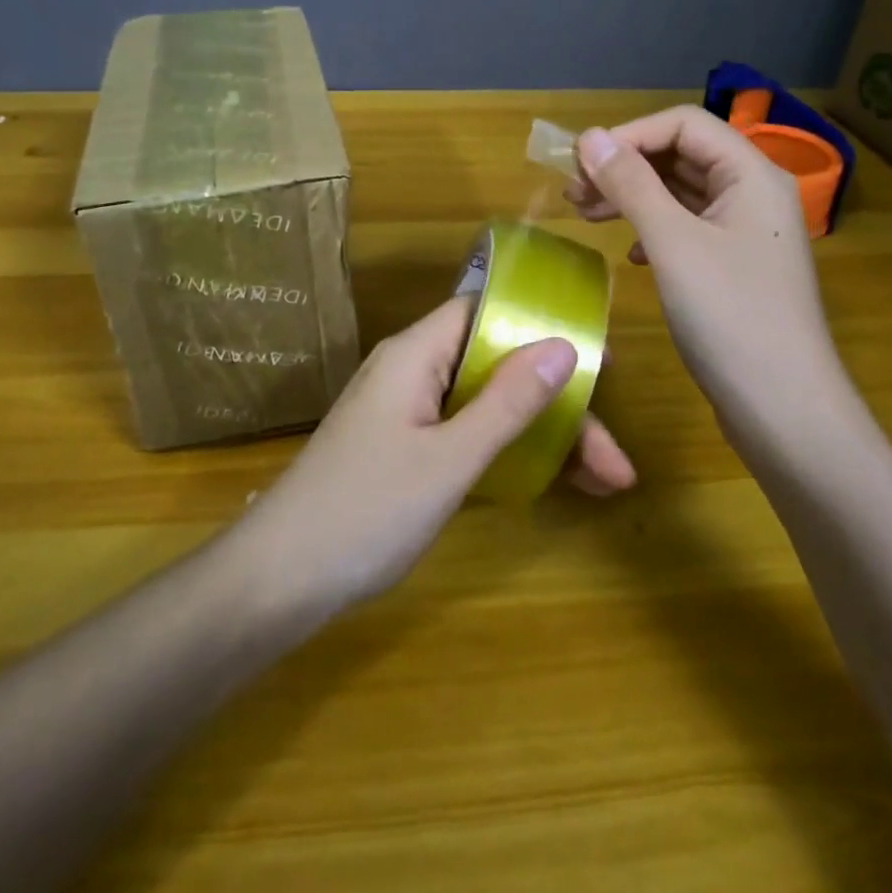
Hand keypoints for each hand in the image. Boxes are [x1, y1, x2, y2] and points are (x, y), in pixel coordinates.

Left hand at [235, 296, 636, 616]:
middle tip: (614, 460)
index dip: (540, 325)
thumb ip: (508, 402)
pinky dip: (507, 453)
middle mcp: (411, 371)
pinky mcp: (402, 449)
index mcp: (416, 354)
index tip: (595, 360)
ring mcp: (405, 412)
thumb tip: (563, 344)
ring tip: (602, 482)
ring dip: (541, 436)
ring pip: (486, 406)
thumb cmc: (366, 510)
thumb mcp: (449, 458)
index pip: (485, 312)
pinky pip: (466, 433)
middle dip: (558, 407)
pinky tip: (548, 481)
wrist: (278, 580)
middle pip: (497, 367)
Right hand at [567, 106, 856, 451]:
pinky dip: (652, 231)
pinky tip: (631, 255)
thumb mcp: (673, 243)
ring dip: (633, 198)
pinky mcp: (735, 268)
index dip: (629, 136)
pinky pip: (687, 229)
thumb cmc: (730, 317)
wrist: (784, 410)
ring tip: (586, 216)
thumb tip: (589, 136)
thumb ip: (631, 184)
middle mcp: (754, 194)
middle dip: (626, 167)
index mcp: (752, 174)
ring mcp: (747, 233)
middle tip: (574, 193)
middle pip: (682, 156)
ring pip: (681, 194)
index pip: (684, 125)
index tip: (581, 165)